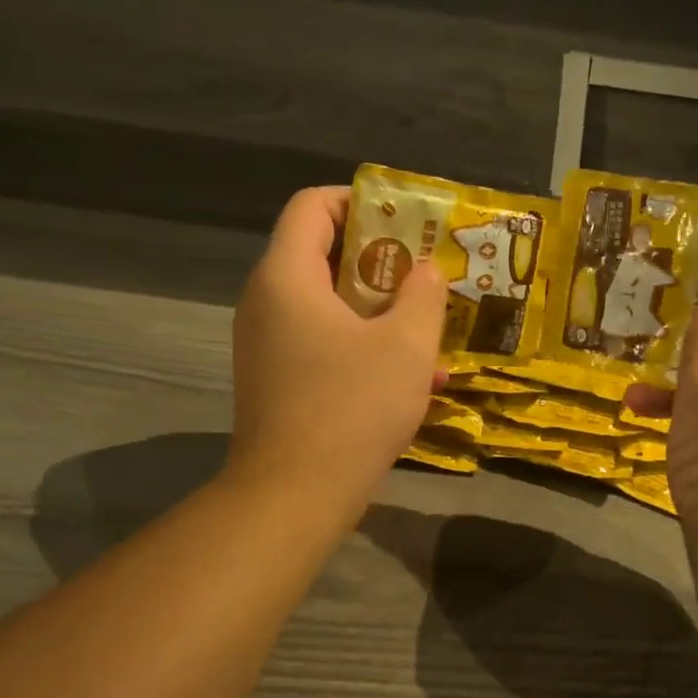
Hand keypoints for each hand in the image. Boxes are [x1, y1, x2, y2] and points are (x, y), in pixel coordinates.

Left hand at [228, 187, 445, 523]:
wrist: (294, 496)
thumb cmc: (351, 408)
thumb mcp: (406, 346)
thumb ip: (423, 296)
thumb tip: (426, 271)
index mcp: (287, 277)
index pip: (312, 206)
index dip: (360, 201)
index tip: (406, 222)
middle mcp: (267, 302)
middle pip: (323, 254)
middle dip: (382, 260)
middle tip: (427, 273)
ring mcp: (268, 344)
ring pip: (329, 304)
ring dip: (381, 310)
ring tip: (429, 328)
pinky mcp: (278, 380)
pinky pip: (324, 343)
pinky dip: (364, 346)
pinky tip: (414, 377)